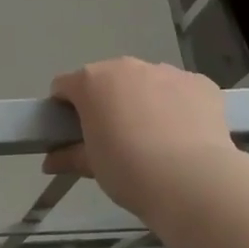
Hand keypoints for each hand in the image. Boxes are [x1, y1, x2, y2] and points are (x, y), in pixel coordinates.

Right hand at [44, 58, 244, 226]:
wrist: (193, 180)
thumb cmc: (128, 170)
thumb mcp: (92, 166)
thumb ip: (69, 156)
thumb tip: (49, 163)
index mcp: (91, 81)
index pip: (65, 86)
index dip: (65, 108)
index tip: (74, 132)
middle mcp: (125, 67)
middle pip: (107, 79)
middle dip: (107, 101)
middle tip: (116, 136)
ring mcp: (165, 71)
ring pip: (145, 81)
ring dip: (143, 100)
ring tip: (155, 138)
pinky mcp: (199, 82)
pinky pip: (180, 89)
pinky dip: (178, 105)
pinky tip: (185, 134)